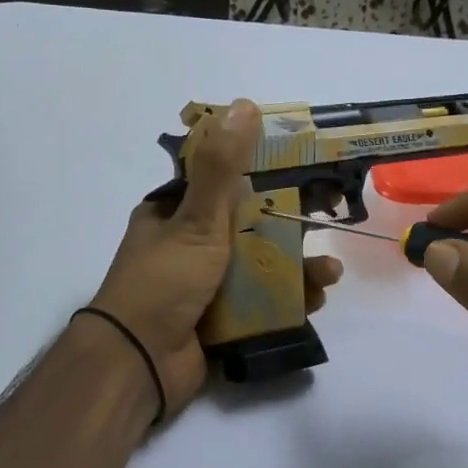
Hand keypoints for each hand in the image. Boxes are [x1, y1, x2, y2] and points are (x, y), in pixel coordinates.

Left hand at [89, 99, 342, 417]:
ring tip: (329, 273)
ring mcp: (204, 286)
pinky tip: (316, 300)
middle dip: (289, 227)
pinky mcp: (218, 321)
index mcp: (172, 214)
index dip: (263, 174)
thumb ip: (222, 166)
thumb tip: (244, 104)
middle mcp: (187, 246)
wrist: (139, 362)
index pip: (222, 182)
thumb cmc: (164, 281)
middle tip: (327, 222)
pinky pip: (259, 304)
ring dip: (297, 268)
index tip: (303, 173)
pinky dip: (287, 300)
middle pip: (249, 227)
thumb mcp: (196, 219)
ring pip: (259, 268)